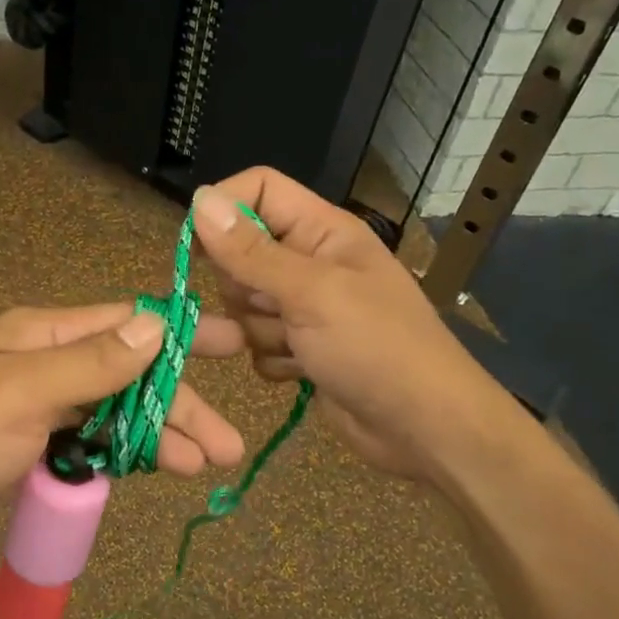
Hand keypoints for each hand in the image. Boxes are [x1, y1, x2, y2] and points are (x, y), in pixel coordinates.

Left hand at [0, 305, 246, 570]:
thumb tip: (153, 326)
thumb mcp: (21, 392)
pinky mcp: (29, 450)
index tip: (233, 343)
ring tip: (205, 465)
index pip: (124, 322)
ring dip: (158, 436)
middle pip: (127, 375)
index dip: (180, 333)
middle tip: (228, 442)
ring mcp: (36, 409)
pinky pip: (90, 444)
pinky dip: (123, 455)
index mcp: (40, 335)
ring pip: (113, 414)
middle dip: (178, 404)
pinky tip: (155, 470)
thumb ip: (91, 363)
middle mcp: (43, 364)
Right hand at [191, 169, 503, 484]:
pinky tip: (302, 372)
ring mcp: (304, 308)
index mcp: (322, 231)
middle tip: (275, 308)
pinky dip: (272, 360)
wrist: (423, 427)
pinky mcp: (300, 348)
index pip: (259, 190)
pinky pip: (257, 343)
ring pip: (244, 305)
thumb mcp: (311, 293)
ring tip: (299, 347)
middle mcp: (310, 262)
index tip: (195, 247)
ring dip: (260, 331)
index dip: (224, 210)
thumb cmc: (377, 347)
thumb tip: (200, 198)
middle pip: (241, 253)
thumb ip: (251, 251)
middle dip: (244, 288)